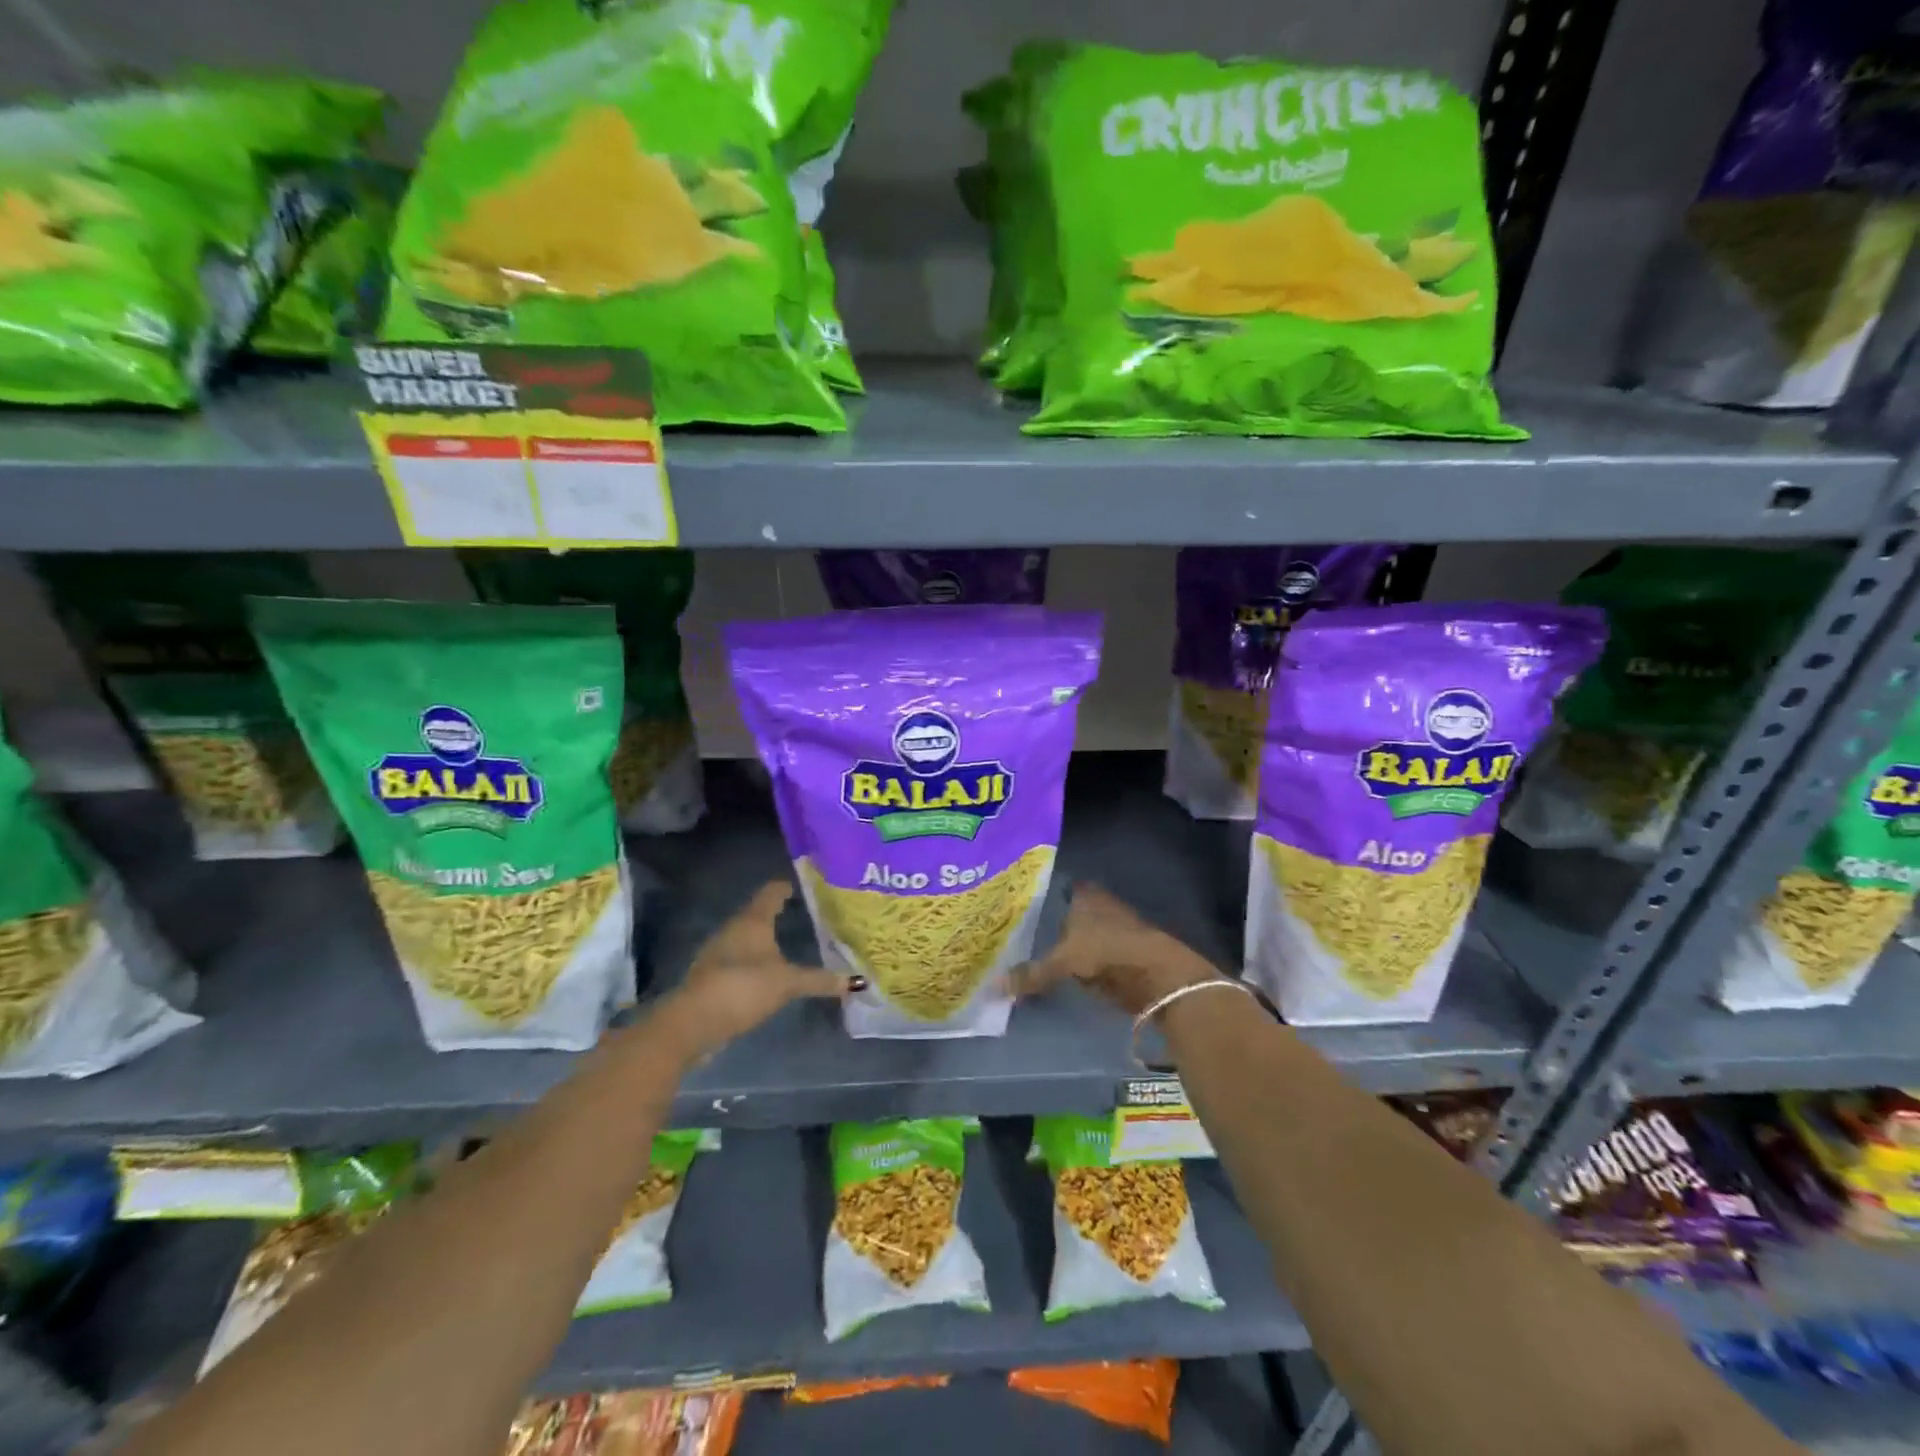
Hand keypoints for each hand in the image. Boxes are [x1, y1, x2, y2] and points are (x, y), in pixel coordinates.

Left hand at [658, 880, 853, 1060]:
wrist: (691, 1023)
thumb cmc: (742, 988)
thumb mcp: (787, 983)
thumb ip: (820, 980)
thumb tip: (856, 981)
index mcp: (752, 921)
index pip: (771, 892)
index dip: (787, 886)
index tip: (805, 884)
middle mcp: (733, 930)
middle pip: (758, 913)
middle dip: (779, 913)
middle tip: (807, 914)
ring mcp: (719, 953)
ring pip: (747, 937)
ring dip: (766, 939)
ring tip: (790, 941)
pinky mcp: (712, 977)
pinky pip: (739, 960)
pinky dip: (755, 961)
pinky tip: (768, 971)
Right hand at [1009, 883, 1218, 1016]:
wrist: (1158, 975)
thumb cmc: (1108, 951)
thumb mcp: (1063, 962)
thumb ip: (1030, 974)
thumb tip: (992, 986)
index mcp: (1084, 895)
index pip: (1056, 888)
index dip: (1038, 897)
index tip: (1015, 908)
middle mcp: (1098, 905)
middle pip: (1066, 912)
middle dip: (1047, 923)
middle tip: (1015, 935)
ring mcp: (1112, 929)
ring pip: (1079, 935)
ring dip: (1063, 945)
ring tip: (1030, 955)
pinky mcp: (1122, 954)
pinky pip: (1090, 956)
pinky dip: (1078, 964)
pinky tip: (1059, 973)